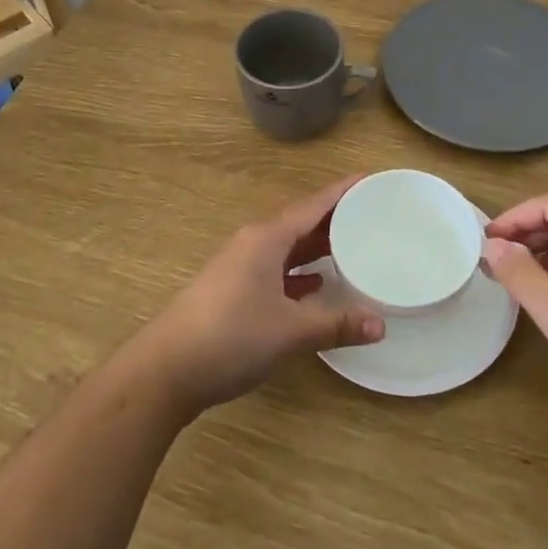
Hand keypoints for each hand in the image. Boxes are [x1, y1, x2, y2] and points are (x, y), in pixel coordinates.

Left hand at [136, 176, 386, 413]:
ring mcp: (240, 266)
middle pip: (301, 222)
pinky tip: (316, 284)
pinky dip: (299, 271)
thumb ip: (336, 324)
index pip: (313, 205)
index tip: (371, 180)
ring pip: (287, 246)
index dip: (343, 192)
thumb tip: (381, 324)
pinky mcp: (233, 289)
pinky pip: (275, 268)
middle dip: (334, 218)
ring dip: (316, 245)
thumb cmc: (231, 337)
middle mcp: (254, 243)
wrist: (166, 369)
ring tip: (352, 246)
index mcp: (267, 238)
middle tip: (373, 215)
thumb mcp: (290, 331)